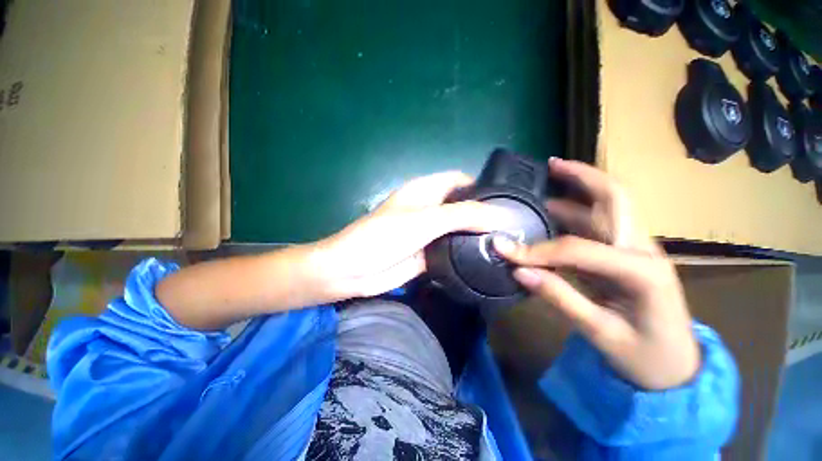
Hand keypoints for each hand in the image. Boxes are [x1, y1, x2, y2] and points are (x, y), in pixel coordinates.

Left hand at [314, 172, 509, 299]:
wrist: (355, 271)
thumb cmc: (384, 236)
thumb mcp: (425, 220)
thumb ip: (463, 216)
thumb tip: (501, 215)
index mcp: (426, 191)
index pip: (460, 180)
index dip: (482, 186)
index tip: (508, 199)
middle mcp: (430, 209)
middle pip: (462, 206)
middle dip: (484, 214)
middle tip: (515, 226)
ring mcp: (429, 233)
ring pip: (459, 230)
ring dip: (478, 235)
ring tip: (507, 243)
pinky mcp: (429, 254)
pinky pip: (452, 250)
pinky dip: (467, 253)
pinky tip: (487, 259)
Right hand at [494, 158, 699, 389]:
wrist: (677, 369)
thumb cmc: (645, 357)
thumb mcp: (601, 332)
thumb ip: (560, 297)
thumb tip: (519, 271)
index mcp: (642, 270)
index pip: (578, 248)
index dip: (537, 249)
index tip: (505, 249)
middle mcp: (642, 249)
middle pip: (614, 198)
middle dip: (582, 177)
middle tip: (550, 164)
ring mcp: (636, 249)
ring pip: (607, 207)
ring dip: (576, 190)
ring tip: (547, 180)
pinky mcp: (625, 255)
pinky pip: (597, 226)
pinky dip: (575, 212)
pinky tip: (553, 211)